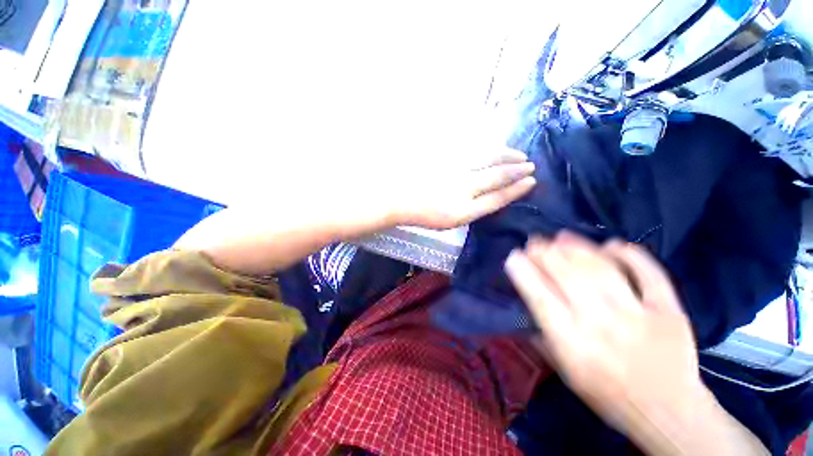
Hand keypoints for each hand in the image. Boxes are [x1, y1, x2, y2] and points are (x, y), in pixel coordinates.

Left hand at [393, 148, 535, 229]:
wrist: (398, 199)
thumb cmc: (422, 214)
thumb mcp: (449, 221)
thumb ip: (471, 209)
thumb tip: (490, 196)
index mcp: (462, 211)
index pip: (496, 199)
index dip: (515, 190)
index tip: (531, 182)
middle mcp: (461, 190)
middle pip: (495, 177)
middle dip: (516, 171)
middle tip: (531, 165)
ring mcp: (452, 171)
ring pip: (486, 160)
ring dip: (505, 156)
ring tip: (518, 155)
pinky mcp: (445, 159)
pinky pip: (470, 151)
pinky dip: (485, 149)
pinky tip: (493, 148)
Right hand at [505, 232, 711, 450]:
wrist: (667, 410)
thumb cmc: (606, 392)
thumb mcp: (564, 370)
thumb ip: (542, 335)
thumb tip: (528, 303)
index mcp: (571, 341)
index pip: (539, 296)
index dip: (523, 271)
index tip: (514, 256)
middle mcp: (601, 323)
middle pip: (568, 275)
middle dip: (545, 252)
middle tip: (535, 241)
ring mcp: (638, 314)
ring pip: (602, 269)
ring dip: (578, 247)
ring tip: (562, 236)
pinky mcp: (668, 310)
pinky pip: (649, 273)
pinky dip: (629, 254)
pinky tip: (610, 244)